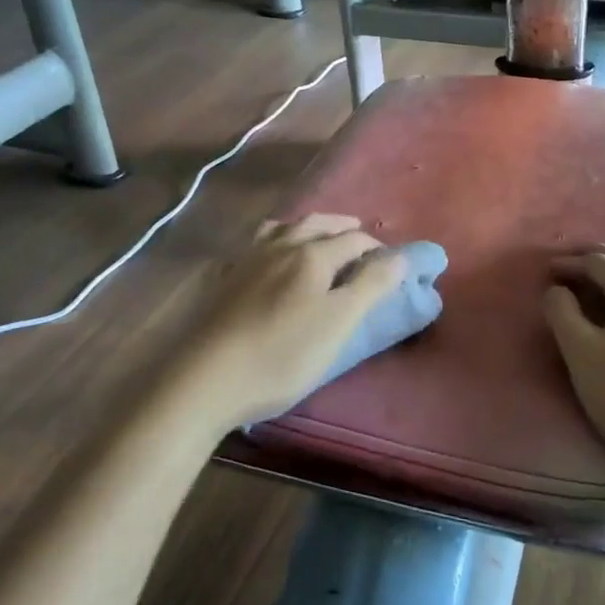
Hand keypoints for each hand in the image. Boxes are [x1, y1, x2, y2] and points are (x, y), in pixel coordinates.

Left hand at [164, 215, 405, 431]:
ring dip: (305, 227)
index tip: (389, 263)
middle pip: (316, 224)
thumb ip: (371, 286)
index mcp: (311, 254)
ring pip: (281, 229)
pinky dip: (273, 242)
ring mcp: (246, 260)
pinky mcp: (223, 279)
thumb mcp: (338, 323)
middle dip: (341, 228)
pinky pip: (255, 246)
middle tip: (358, 236)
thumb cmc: (281, 354)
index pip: (353, 240)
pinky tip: (269, 257)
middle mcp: (279, 246)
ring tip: (316, 237)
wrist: (204, 380)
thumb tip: (400, 256)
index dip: (375, 248)